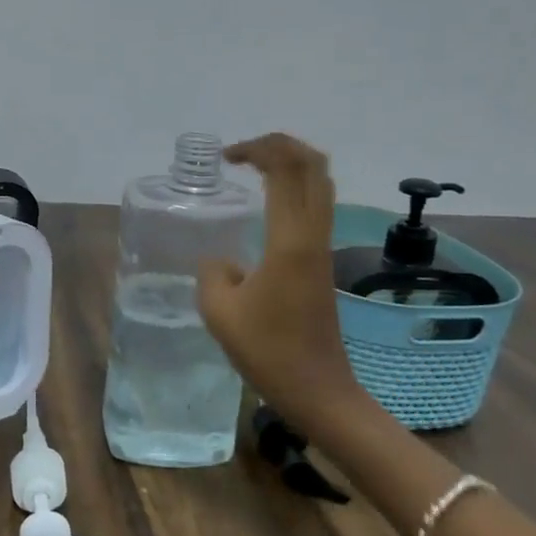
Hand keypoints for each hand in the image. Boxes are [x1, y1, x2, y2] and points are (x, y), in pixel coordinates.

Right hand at [197, 134, 360, 421]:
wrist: (318, 390)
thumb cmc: (268, 351)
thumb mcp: (219, 311)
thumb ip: (212, 272)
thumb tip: (222, 262)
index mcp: (290, 240)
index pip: (285, 170)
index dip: (257, 149)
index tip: (226, 158)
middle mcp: (313, 235)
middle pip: (313, 165)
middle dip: (280, 145)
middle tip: (243, 153)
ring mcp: (323, 247)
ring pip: (320, 183)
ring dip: (291, 164)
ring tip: (254, 168)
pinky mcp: (323, 262)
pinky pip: (316, 206)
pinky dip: (294, 188)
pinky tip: (268, 203)